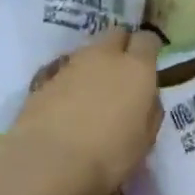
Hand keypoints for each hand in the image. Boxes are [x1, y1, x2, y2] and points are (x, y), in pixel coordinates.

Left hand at [6, 27, 164, 194]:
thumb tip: (147, 98)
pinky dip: (71, 80)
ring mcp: (71, 64)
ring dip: (95, 63)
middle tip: (122, 73)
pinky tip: (69, 103)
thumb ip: (150, 111)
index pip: (147, 40)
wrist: (48, 160)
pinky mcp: (44, 77)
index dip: (149, 50)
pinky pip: (65, 69)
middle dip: (121, 47)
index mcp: (136, 68)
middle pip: (116, 34)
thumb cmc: (108, 155)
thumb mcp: (144, 141)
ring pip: (88, 51)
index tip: (149, 65)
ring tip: (94, 91)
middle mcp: (104, 56)